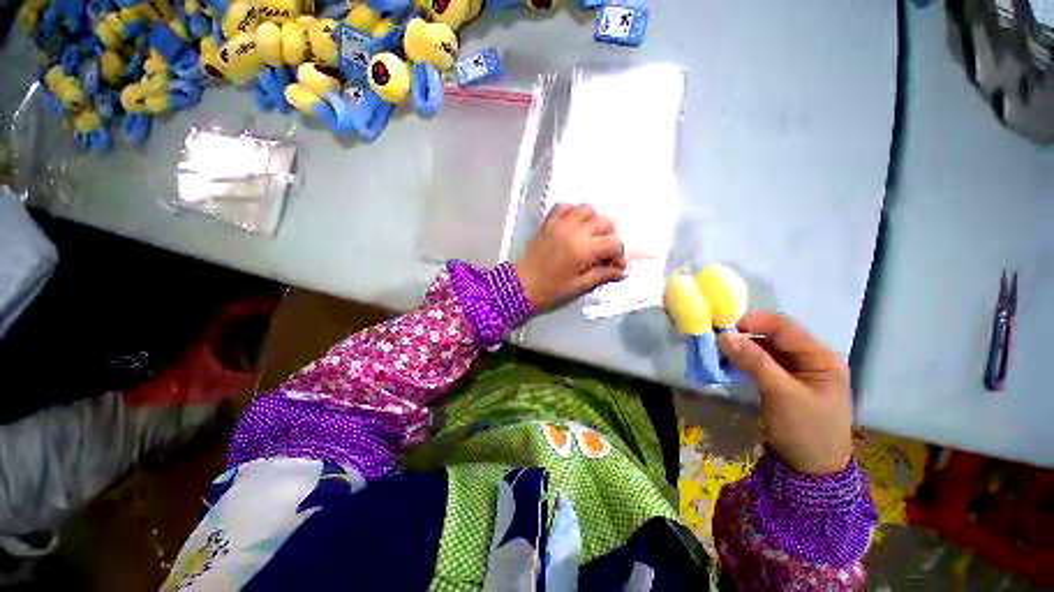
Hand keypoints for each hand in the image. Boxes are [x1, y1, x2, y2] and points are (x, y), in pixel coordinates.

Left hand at [515, 203, 626, 311]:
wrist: (522, 284)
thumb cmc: (553, 289)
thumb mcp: (581, 286)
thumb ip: (603, 275)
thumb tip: (622, 271)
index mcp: (585, 249)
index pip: (614, 242)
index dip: (619, 254)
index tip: (615, 266)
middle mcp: (576, 230)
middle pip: (605, 222)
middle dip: (610, 236)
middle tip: (604, 252)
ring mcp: (561, 223)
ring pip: (588, 209)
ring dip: (594, 221)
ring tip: (590, 236)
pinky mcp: (549, 221)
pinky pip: (565, 206)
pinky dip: (573, 212)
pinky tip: (573, 226)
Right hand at [718, 311, 852, 474]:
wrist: (815, 477)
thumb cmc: (805, 433)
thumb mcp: (781, 397)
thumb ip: (756, 364)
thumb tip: (726, 337)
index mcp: (822, 357)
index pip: (787, 329)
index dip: (756, 323)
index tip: (726, 326)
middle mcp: (817, 361)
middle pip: (782, 341)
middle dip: (752, 339)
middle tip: (721, 342)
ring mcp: (808, 378)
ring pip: (777, 357)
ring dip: (753, 355)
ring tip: (726, 355)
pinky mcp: (797, 394)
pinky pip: (777, 373)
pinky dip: (759, 370)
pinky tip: (741, 370)